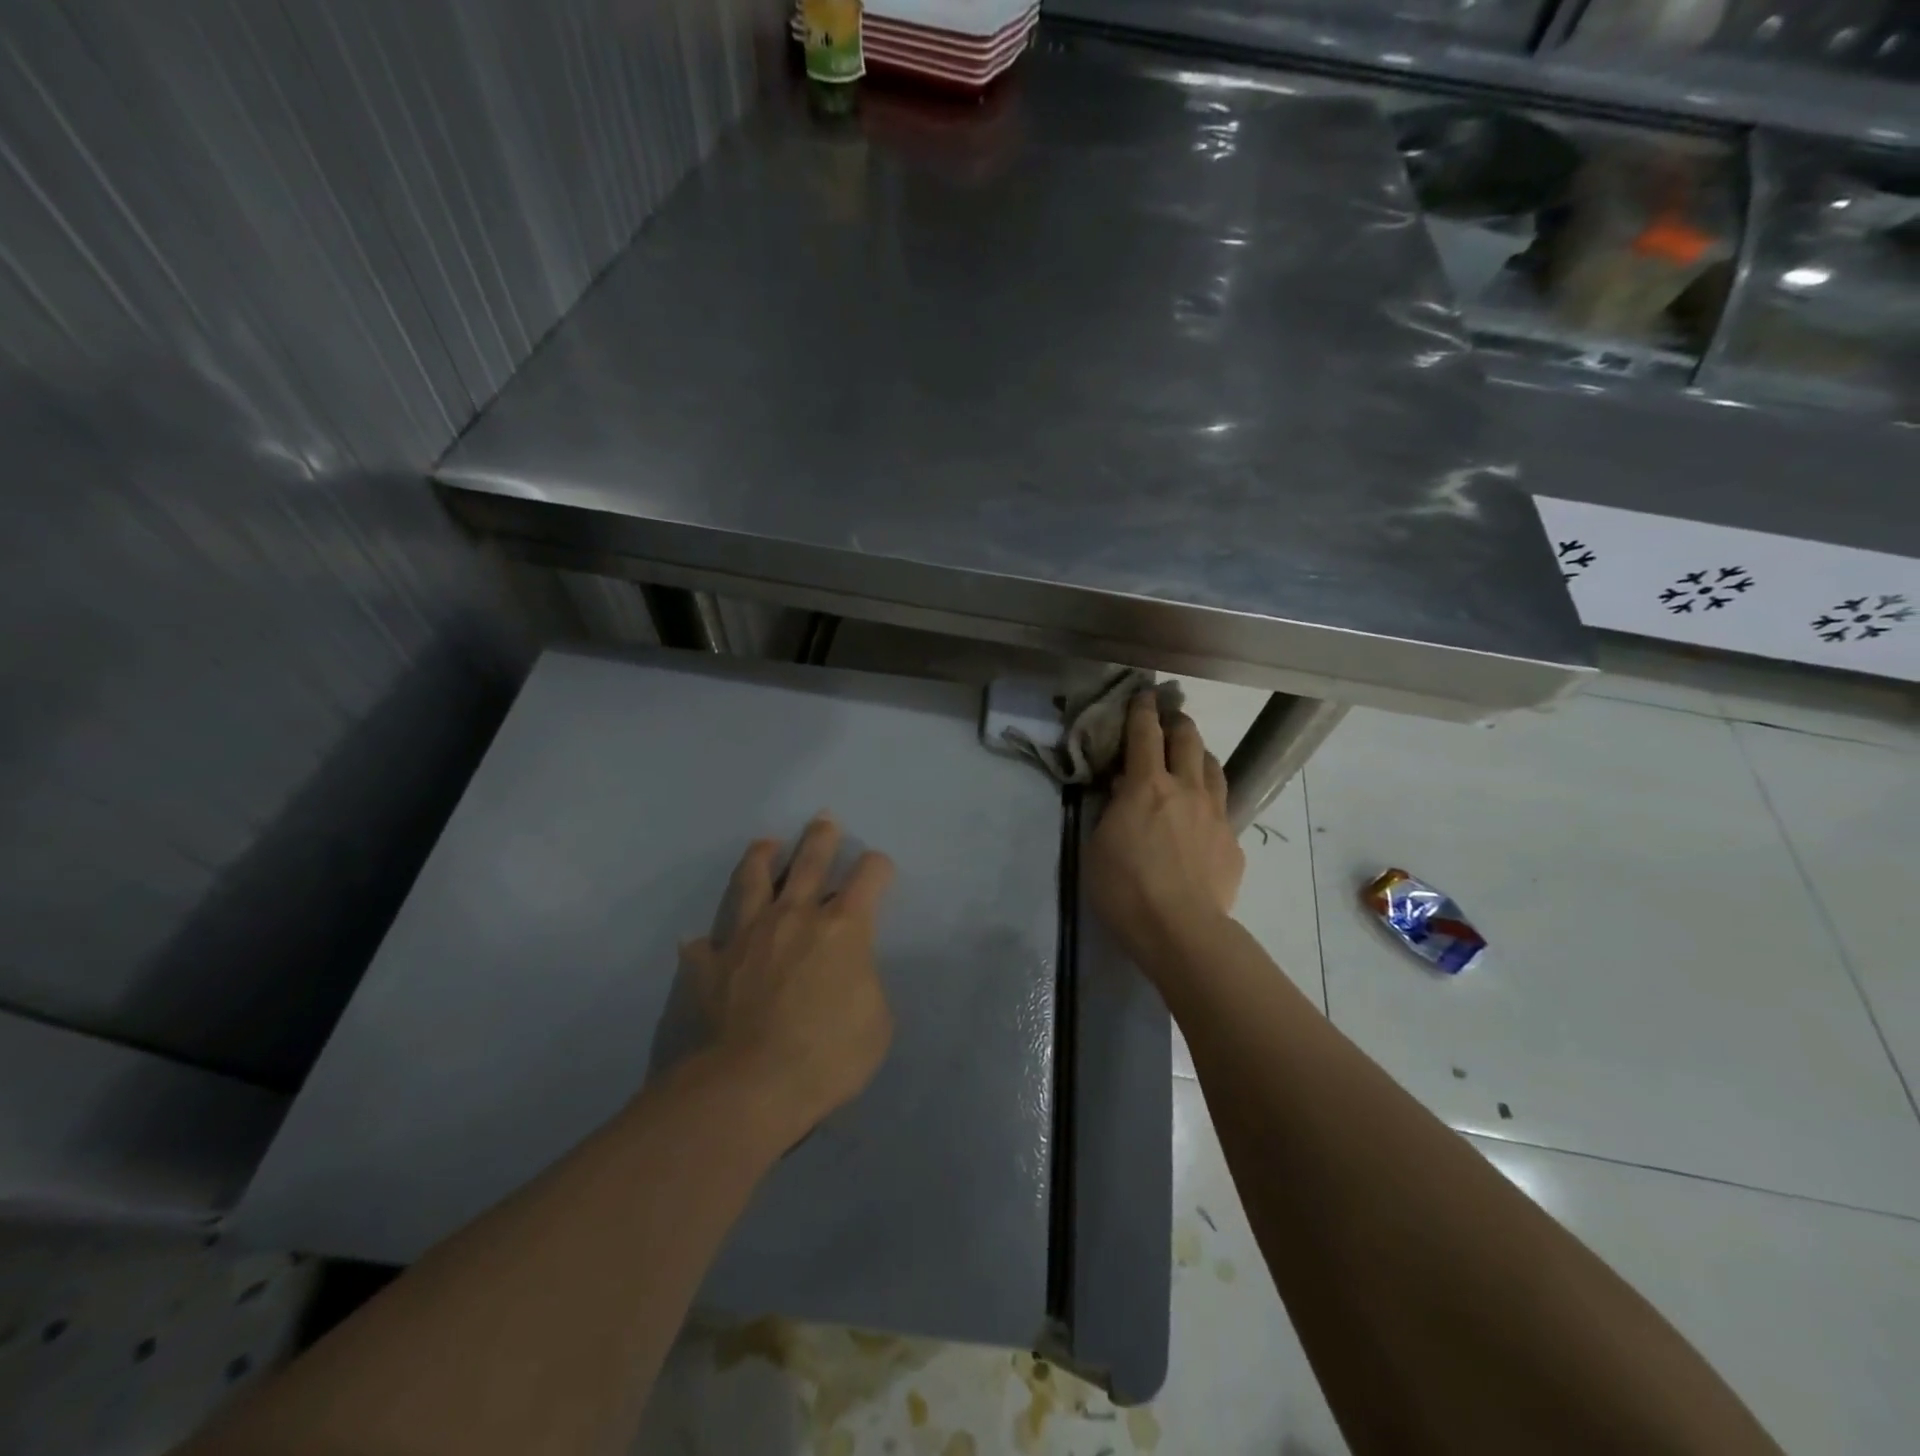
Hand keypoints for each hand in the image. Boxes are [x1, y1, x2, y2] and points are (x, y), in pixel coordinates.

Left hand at [683, 815, 895, 1141]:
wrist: (747, 1088)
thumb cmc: (826, 1056)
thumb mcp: (876, 1023)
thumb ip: (865, 983)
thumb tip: (848, 972)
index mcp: (842, 928)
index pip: (868, 876)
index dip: (878, 867)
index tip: (879, 870)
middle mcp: (794, 917)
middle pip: (810, 861)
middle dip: (821, 838)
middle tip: (824, 820)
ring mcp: (747, 936)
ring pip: (753, 881)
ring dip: (762, 858)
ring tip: (766, 844)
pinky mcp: (709, 964)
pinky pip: (705, 944)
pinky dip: (708, 942)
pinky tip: (703, 941)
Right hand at [1086, 694, 1244, 970]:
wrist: (1181, 929)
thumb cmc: (1125, 888)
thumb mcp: (1098, 844)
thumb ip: (1112, 810)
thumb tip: (1125, 790)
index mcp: (1147, 785)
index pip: (1145, 733)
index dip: (1142, 709)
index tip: (1144, 694)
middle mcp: (1186, 788)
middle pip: (1188, 739)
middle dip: (1177, 722)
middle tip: (1170, 718)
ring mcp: (1216, 813)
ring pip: (1214, 767)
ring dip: (1200, 754)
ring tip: (1192, 757)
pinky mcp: (1233, 841)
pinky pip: (1223, 807)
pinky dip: (1209, 800)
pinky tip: (1202, 817)